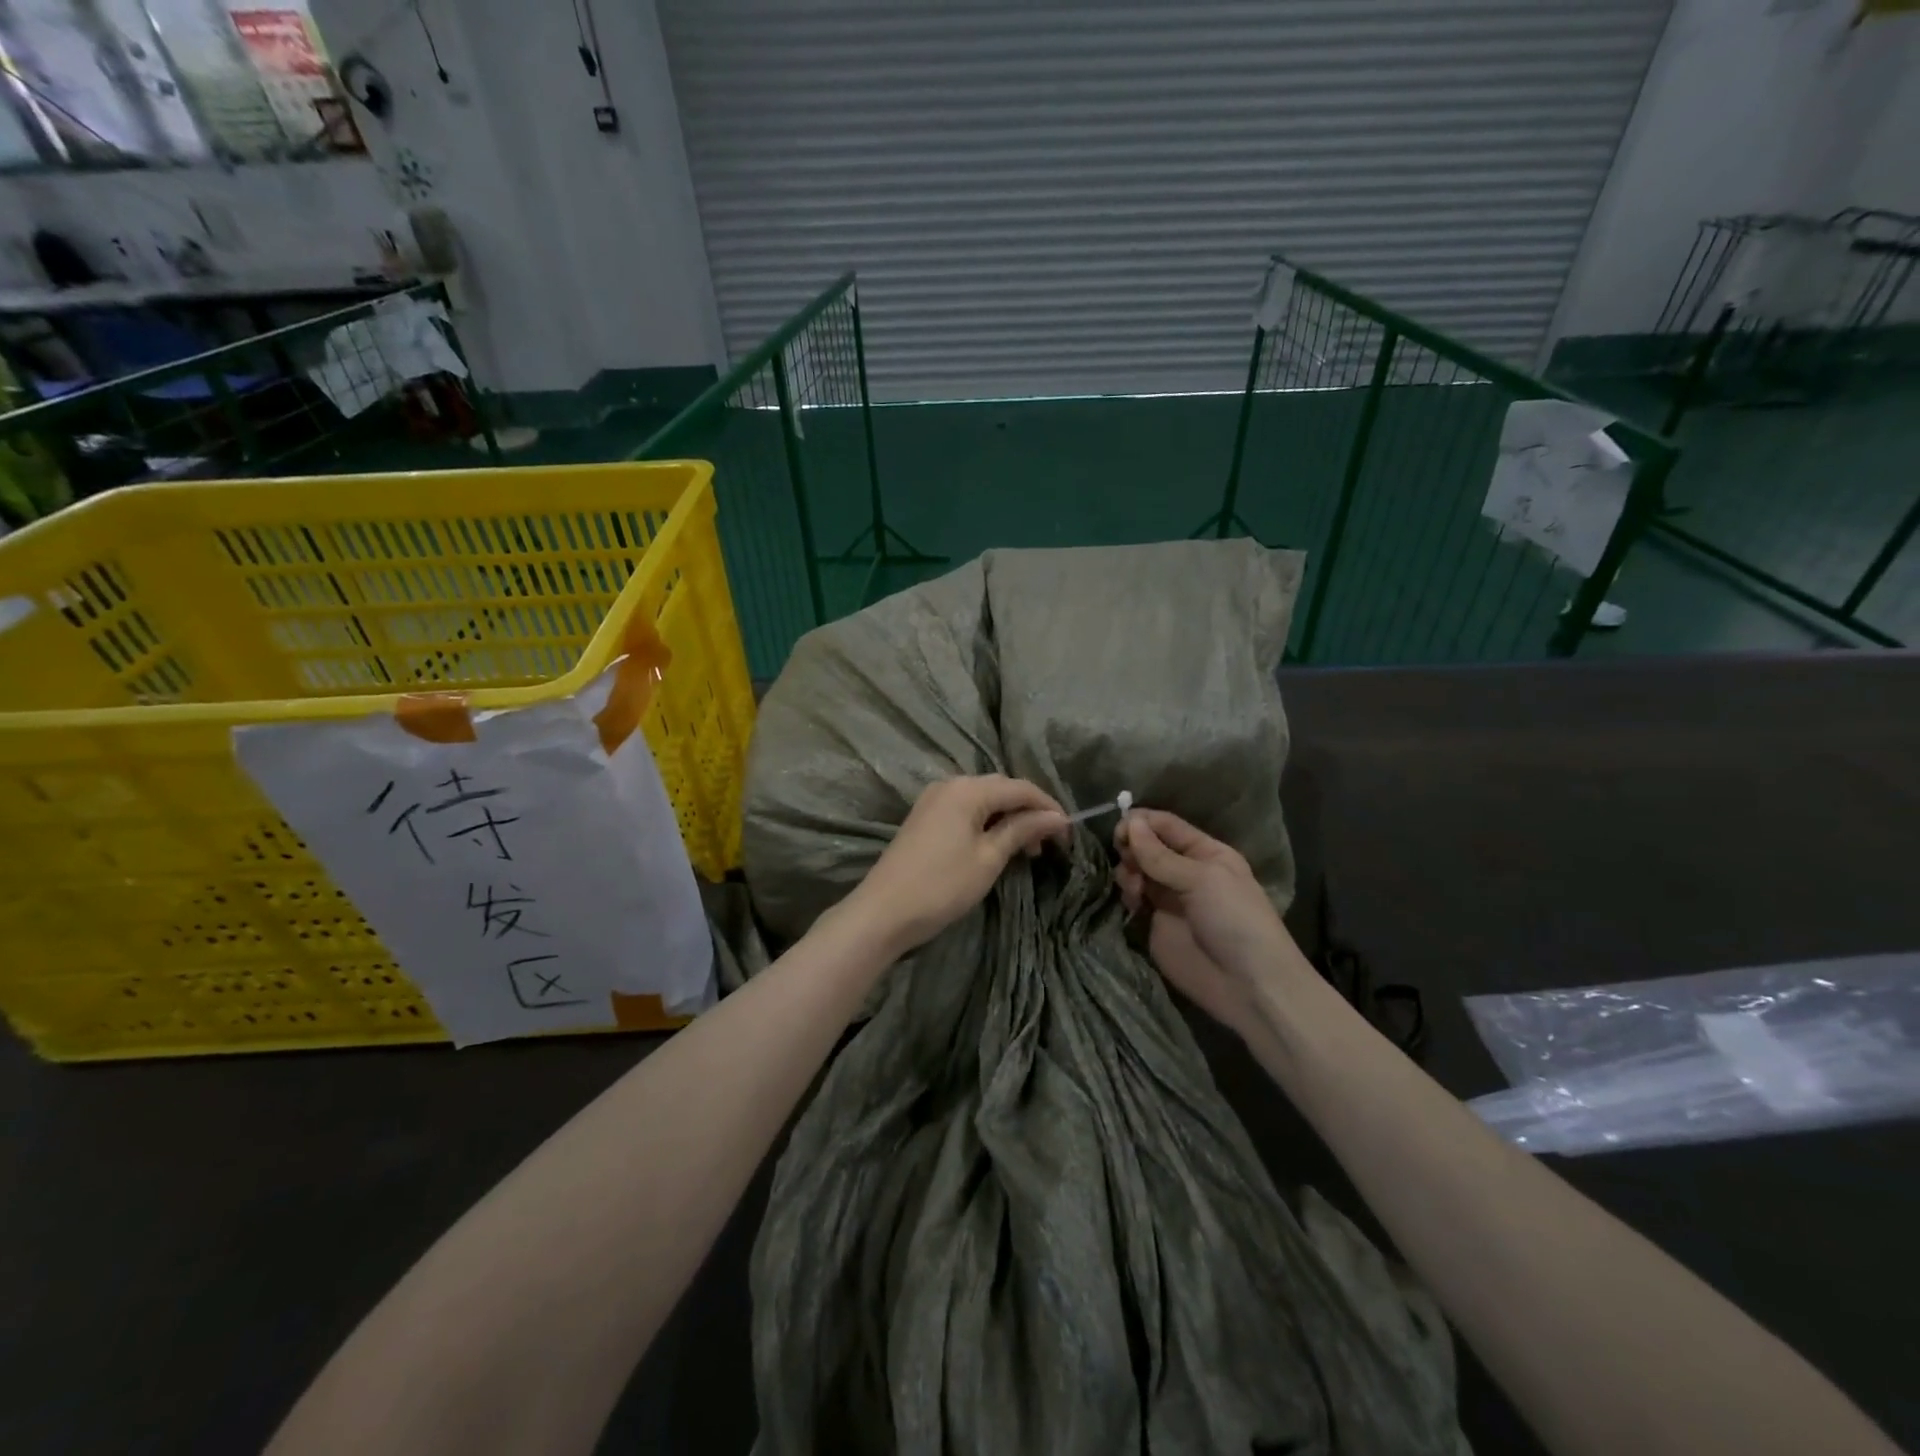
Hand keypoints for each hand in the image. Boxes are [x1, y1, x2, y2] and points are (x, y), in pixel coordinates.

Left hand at [848, 775, 1067, 956]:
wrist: (883, 912)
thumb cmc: (942, 885)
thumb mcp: (989, 858)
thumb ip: (1022, 830)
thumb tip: (1057, 817)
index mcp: (968, 788)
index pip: (1020, 787)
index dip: (1048, 807)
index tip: (1069, 833)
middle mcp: (950, 784)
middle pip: (1001, 789)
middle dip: (1028, 812)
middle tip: (1048, 844)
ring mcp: (934, 799)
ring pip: (983, 800)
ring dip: (1008, 819)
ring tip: (1026, 851)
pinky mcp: (925, 817)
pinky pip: (966, 810)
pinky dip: (987, 824)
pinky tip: (997, 846)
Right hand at [1115, 809, 1292, 1038]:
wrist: (1249, 986)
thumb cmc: (1235, 921)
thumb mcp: (1202, 879)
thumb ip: (1160, 855)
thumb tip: (1129, 822)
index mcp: (1204, 853)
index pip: (1165, 826)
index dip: (1141, 823)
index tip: (1118, 829)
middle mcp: (1184, 872)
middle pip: (1146, 847)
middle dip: (1131, 849)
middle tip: (1127, 861)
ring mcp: (1168, 899)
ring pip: (1135, 872)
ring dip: (1128, 873)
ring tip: (1134, 889)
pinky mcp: (1154, 926)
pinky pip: (1132, 902)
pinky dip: (1126, 897)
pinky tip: (1131, 904)